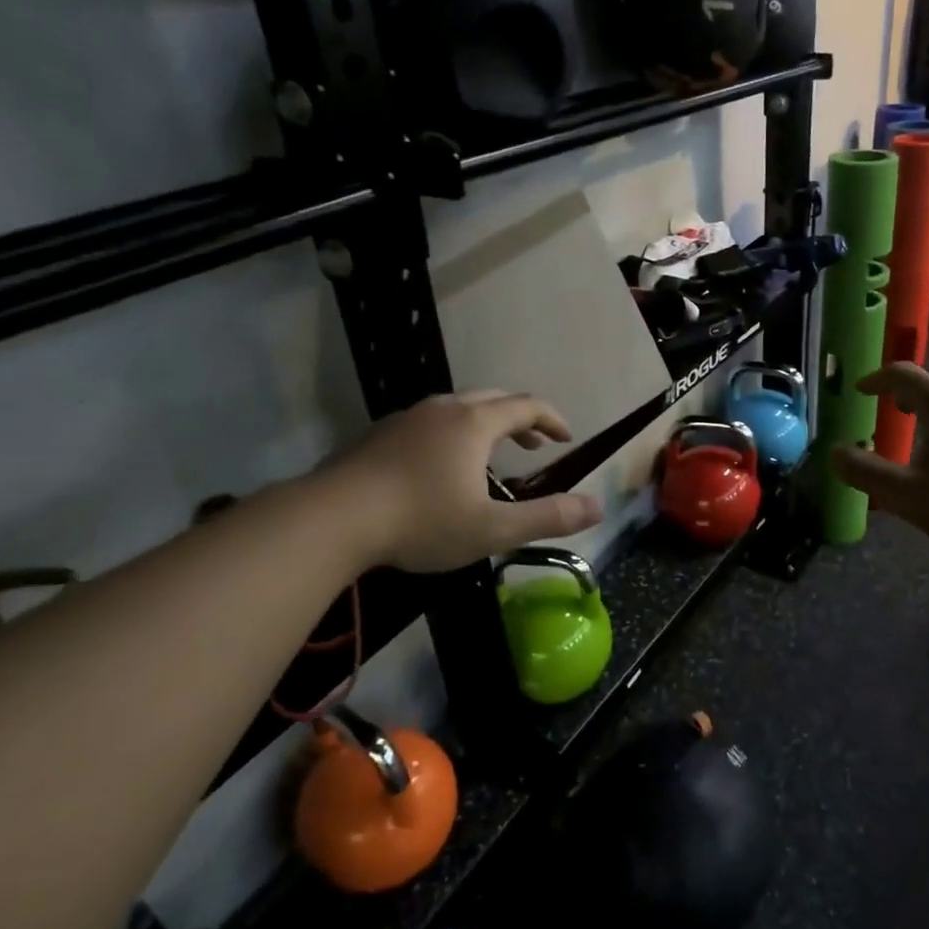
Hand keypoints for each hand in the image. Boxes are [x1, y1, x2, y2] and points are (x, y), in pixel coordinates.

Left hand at [327, 391, 603, 573]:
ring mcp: (405, 419)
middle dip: (519, 418)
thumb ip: (548, 517)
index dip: (551, 419)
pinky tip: (438, 467)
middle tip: (532, 445)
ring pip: (456, 408)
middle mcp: (442, 409)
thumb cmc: (422, 521)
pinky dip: (450, 434)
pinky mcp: (377, 435)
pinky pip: (427, 423)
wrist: (332, 519)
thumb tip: (597, 508)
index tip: (566, 437)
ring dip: (483, 425)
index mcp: (475, 423)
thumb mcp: (493, 528)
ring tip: (488, 455)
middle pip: (492, 399)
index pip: (526, 406)